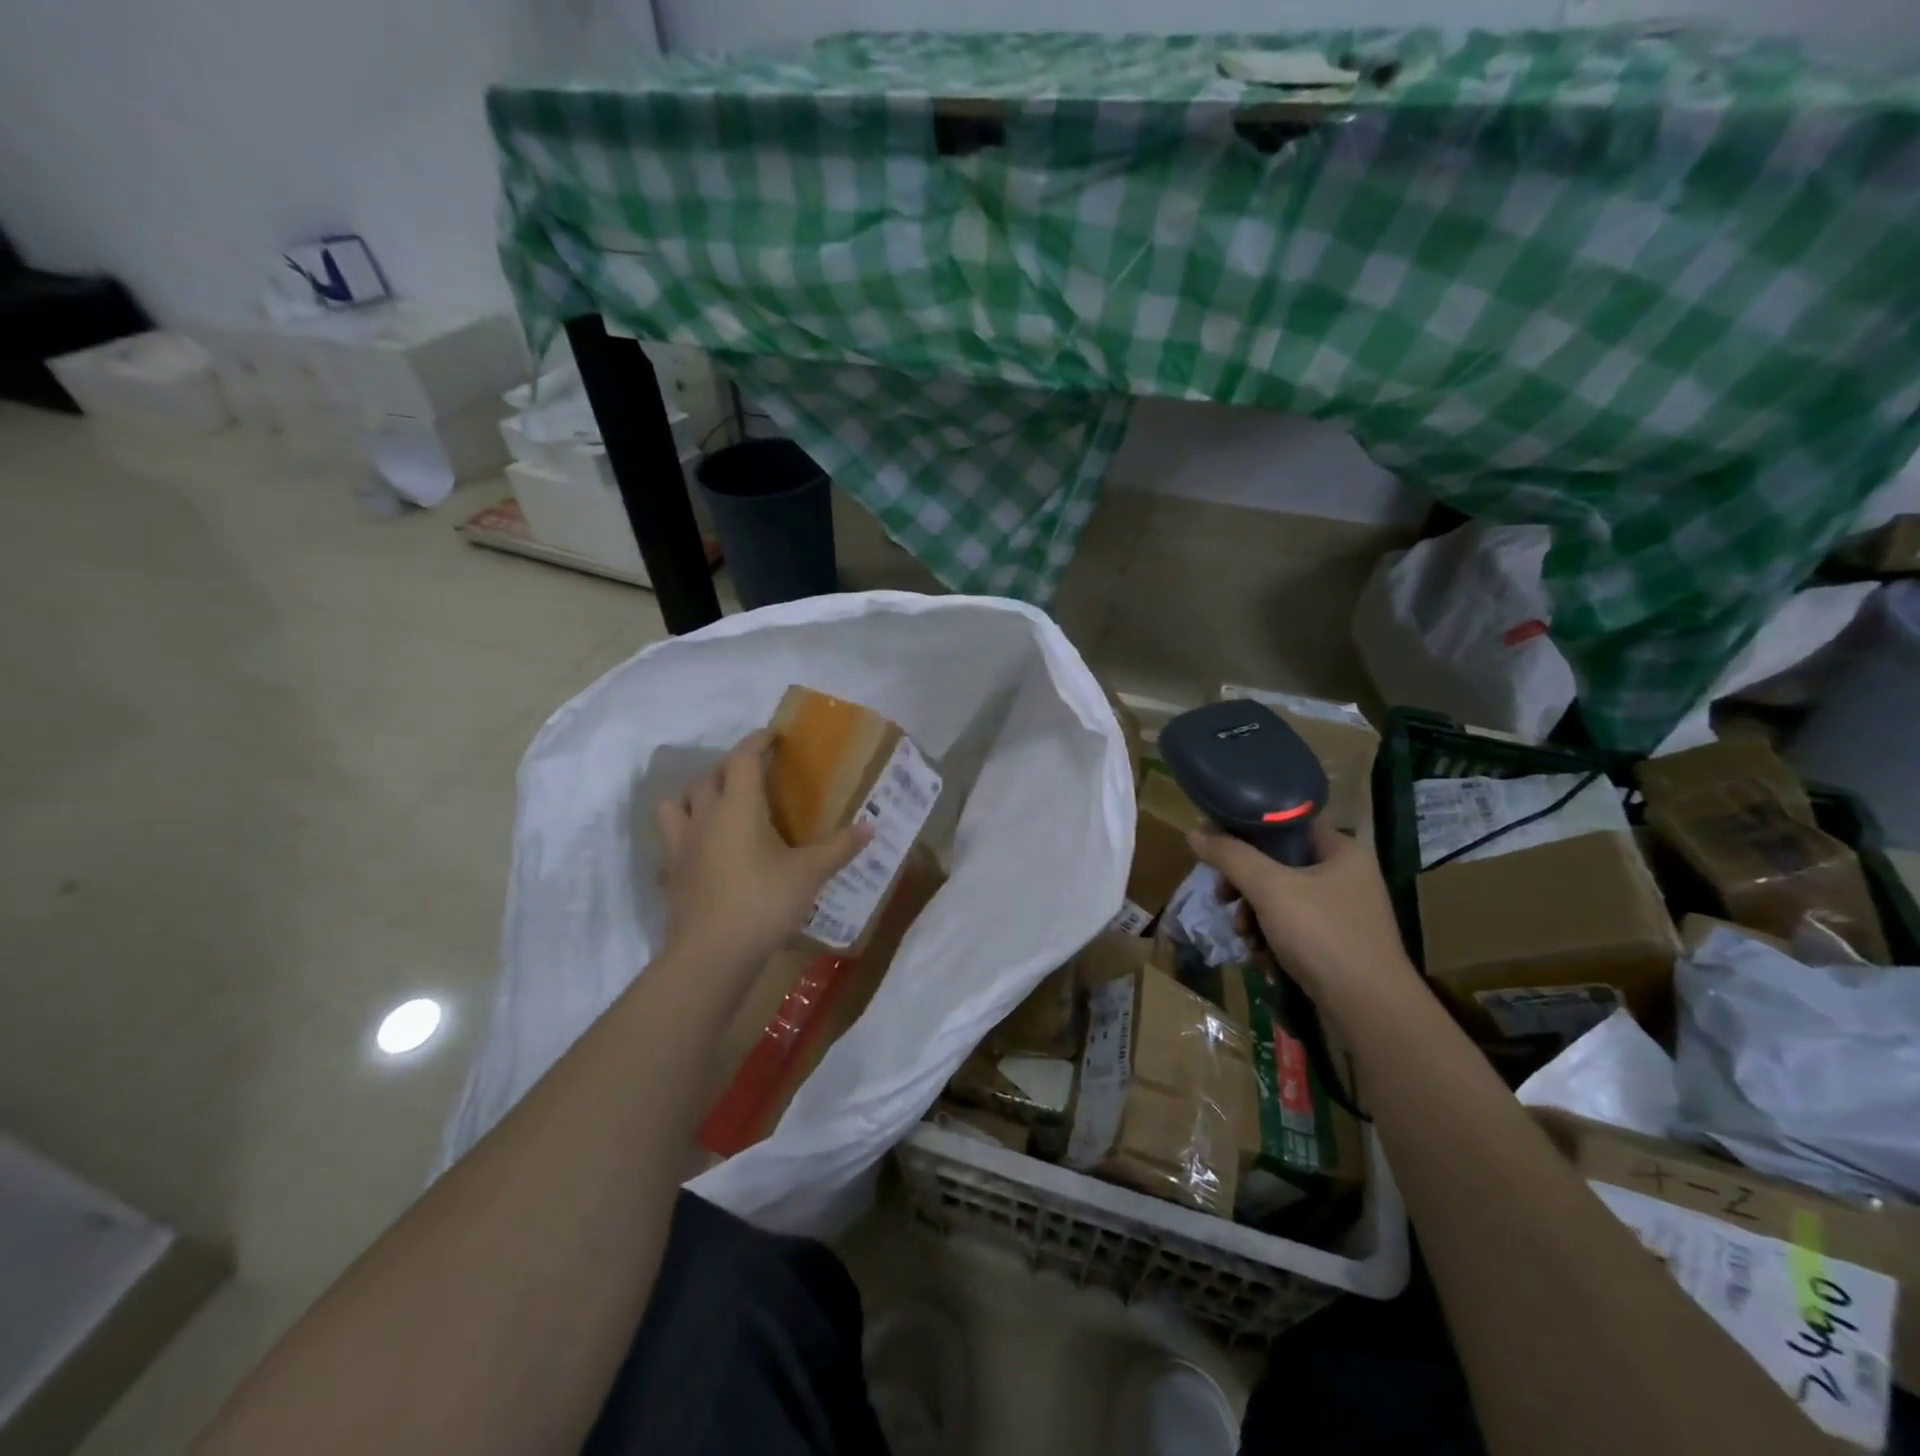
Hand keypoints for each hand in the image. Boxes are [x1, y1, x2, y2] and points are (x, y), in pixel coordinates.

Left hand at [656, 732, 870, 973]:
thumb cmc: (763, 903)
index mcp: (737, 807)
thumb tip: (870, 827)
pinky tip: (702, 850)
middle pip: (708, 777)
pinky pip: (672, 842)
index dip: (757, 742)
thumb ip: (839, 847)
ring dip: (695, 796)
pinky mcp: (672, 874)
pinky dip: (685, 835)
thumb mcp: (809, 874)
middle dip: (729, 767)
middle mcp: (704, 818)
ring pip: (676, 804)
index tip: (773, 736)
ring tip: (717, 805)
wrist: (711, 955)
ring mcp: (681, 846)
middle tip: (753, 773)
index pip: (742, 758)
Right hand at [1187, 822, 1417, 1008]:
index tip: (1214, 848)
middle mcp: (1346, 875)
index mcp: (1341, 850)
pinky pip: (1291, 926)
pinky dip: (1269, 936)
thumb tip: (1193, 831)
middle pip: (1277, 863)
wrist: (1370, 1011)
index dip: (1245, 831)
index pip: (1285, 824)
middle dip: (1244, 883)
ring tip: (1243, 935)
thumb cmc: (1323, 936)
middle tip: (1223, 898)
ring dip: (1252, 913)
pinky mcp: (1336, 944)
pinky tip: (1259, 953)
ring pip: (1280, 897)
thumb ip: (1230, 856)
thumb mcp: (1269, 888)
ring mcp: (1342, 912)